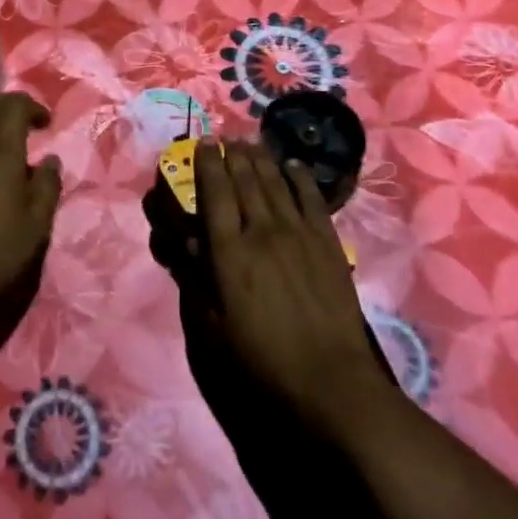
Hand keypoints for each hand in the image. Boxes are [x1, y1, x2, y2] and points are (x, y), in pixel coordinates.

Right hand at [195, 141, 396, 436]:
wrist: (330, 382)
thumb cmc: (262, 362)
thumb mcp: (214, 329)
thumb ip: (197, 280)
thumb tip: (186, 241)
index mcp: (229, 253)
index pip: (215, 194)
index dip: (208, 164)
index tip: (204, 143)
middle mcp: (262, 231)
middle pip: (245, 180)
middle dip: (233, 154)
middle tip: (226, 137)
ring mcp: (298, 234)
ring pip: (275, 183)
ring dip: (261, 158)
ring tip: (251, 142)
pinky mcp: (327, 243)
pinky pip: (311, 199)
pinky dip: (299, 178)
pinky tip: (292, 165)